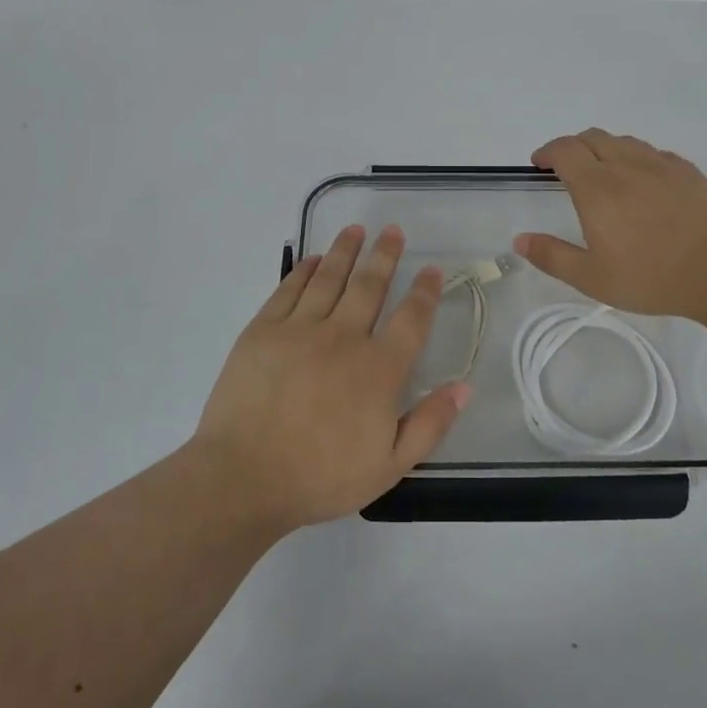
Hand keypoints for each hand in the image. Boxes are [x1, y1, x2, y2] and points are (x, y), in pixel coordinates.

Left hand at [190, 225, 468, 529]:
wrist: (243, 479)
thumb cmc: (320, 477)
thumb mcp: (389, 466)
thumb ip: (430, 424)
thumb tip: (463, 387)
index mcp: (378, 370)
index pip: (412, 319)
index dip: (425, 291)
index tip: (432, 269)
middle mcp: (344, 338)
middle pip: (370, 285)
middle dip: (385, 255)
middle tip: (393, 231)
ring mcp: (300, 329)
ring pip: (330, 278)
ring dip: (346, 251)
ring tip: (356, 229)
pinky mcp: (263, 330)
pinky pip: (289, 289)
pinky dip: (305, 270)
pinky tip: (314, 259)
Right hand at [512, 129, 706, 323]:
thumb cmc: (651, 276)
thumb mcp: (592, 278)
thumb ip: (552, 256)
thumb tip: (520, 240)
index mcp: (597, 187)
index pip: (564, 150)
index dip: (547, 151)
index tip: (539, 163)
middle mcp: (626, 165)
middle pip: (592, 137)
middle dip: (572, 146)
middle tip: (565, 166)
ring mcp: (661, 165)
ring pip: (624, 141)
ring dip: (604, 148)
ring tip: (602, 170)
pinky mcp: (688, 172)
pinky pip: (654, 153)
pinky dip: (636, 158)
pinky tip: (643, 179)